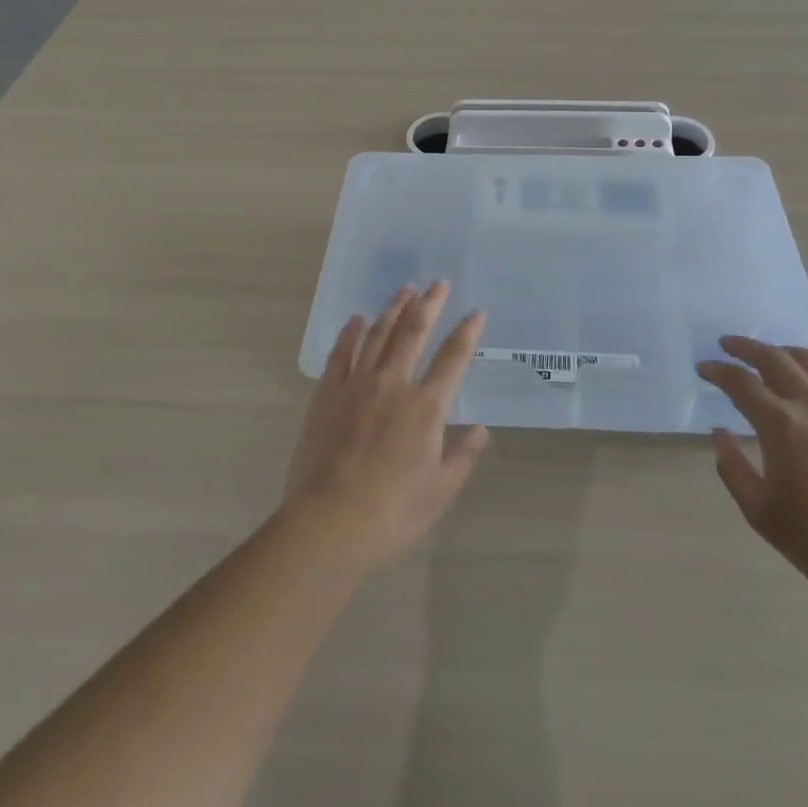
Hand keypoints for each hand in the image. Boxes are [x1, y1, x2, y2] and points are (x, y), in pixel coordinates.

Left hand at [282, 282, 490, 571]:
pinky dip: (350, 333)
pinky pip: (341, 354)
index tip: (476, 312)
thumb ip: (462, 456)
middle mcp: (394, 384)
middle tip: (439, 283)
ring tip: (405, 289)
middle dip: (430, 304)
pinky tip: (357, 319)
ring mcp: (357, 385)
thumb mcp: (440, 491)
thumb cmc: (392, 514)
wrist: (328, 524)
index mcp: (426, 406)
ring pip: (378, 335)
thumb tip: (480, 430)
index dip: (467, 332)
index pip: (453, 358)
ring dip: (393, 309)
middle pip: (414, 332)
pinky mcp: (327, 394)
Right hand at [697, 338, 807, 604]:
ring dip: (783, 351)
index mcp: (779, 423)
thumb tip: (719, 433)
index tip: (703, 368)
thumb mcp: (760, 512)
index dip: (717, 371)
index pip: (740, 382)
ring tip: (771, 355)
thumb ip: (733, 468)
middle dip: (745, 348)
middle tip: (727, 345)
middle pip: (773, 358)